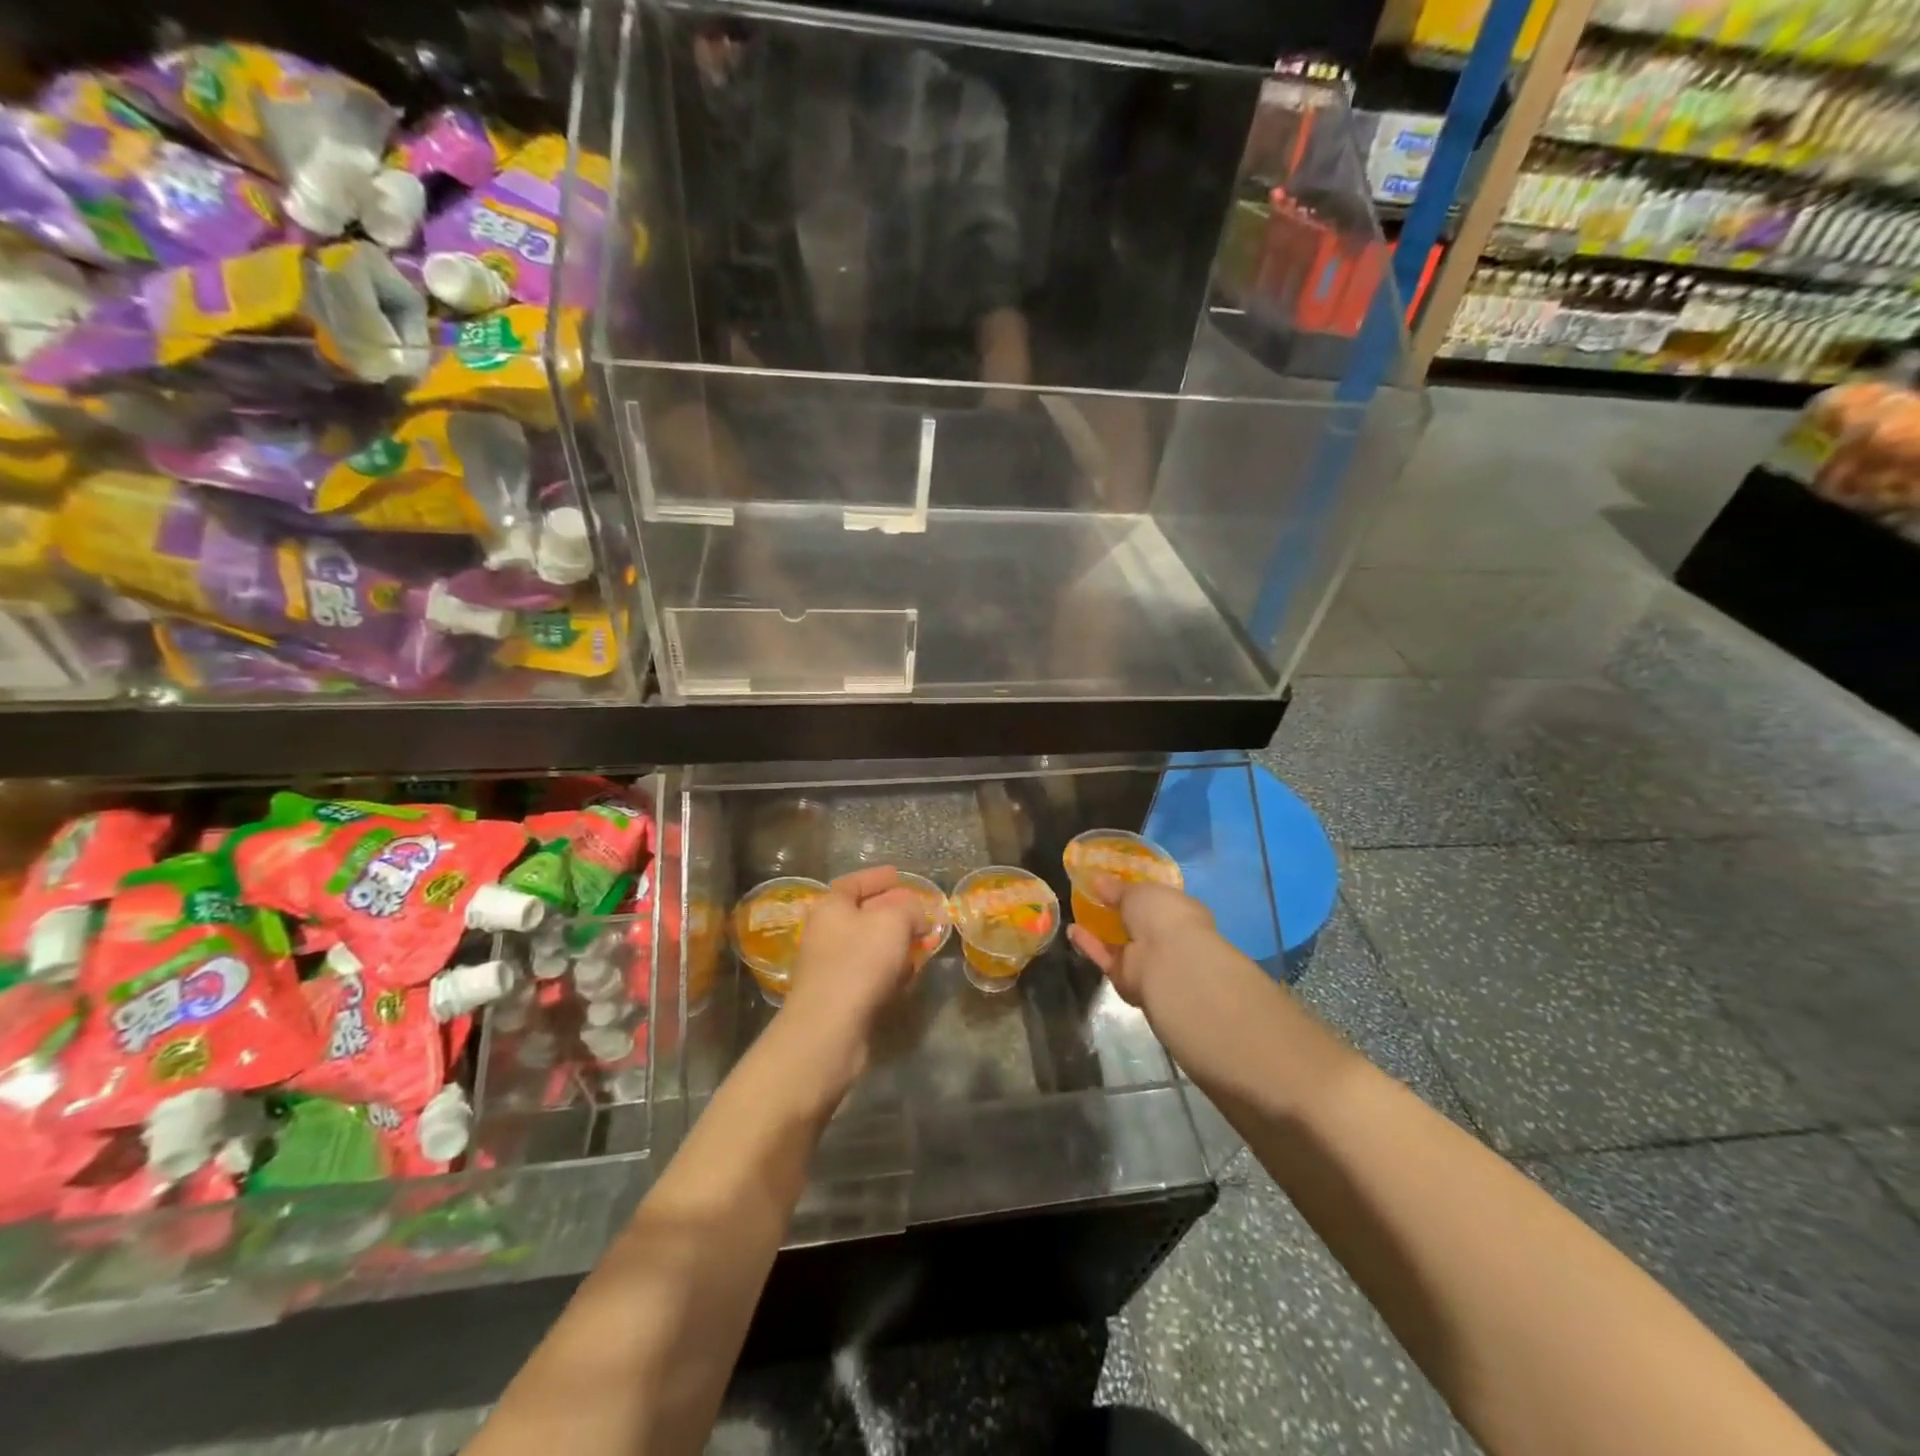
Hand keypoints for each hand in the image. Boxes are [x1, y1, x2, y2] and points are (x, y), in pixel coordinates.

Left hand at [778, 867, 927, 1072]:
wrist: (829, 1028)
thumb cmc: (859, 962)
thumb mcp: (893, 921)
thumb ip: (910, 909)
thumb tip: (917, 916)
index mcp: (831, 907)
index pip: (854, 883)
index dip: (877, 877)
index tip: (898, 875)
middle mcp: (826, 933)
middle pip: (863, 914)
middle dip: (893, 912)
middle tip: (919, 913)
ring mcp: (830, 967)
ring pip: (869, 946)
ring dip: (894, 944)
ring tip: (921, 944)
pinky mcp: (840, 997)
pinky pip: (870, 974)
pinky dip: (889, 971)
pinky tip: (907, 975)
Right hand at [1067, 876, 1216, 1009]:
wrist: (1168, 963)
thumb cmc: (1163, 915)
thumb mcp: (1138, 890)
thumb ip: (1117, 887)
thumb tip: (1098, 880)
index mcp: (1179, 910)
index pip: (1157, 899)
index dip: (1136, 890)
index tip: (1114, 880)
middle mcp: (1166, 935)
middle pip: (1137, 922)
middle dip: (1116, 909)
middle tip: (1092, 893)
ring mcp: (1147, 958)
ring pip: (1118, 942)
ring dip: (1099, 928)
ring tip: (1076, 909)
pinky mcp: (1127, 977)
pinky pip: (1105, 957)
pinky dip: (1089, 944)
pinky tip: (1072, 929)